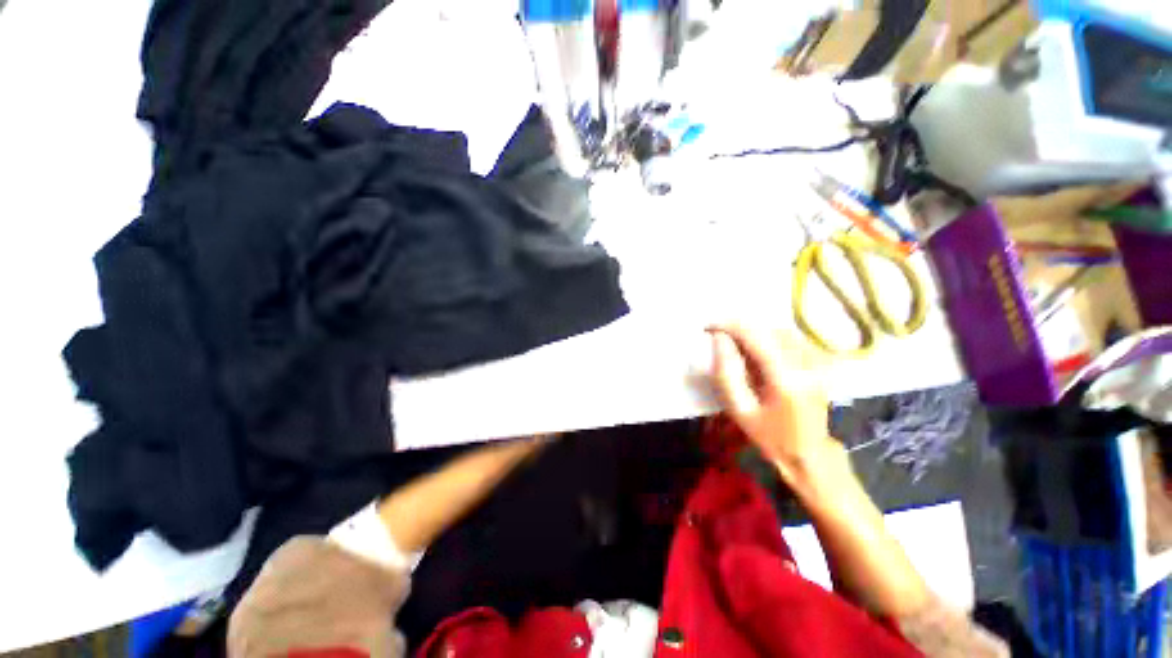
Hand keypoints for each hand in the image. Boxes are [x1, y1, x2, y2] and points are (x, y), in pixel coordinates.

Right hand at [708, 324, 836, 480]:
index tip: (707, 327)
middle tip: (719, 339)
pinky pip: (790, 338)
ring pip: (779, 330)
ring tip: (737, 347)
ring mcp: (818, 362)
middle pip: (768, 328)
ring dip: (754, 332)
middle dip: (740, 328)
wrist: (809, 454)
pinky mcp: (820, 362)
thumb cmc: (769, 436)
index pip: (755, 335)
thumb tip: (719, 338)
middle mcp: (807, 363)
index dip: (728, 325)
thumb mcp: (739, 409)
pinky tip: (759, 353)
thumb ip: (726, 372)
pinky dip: (769, 338)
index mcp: (786, 378)